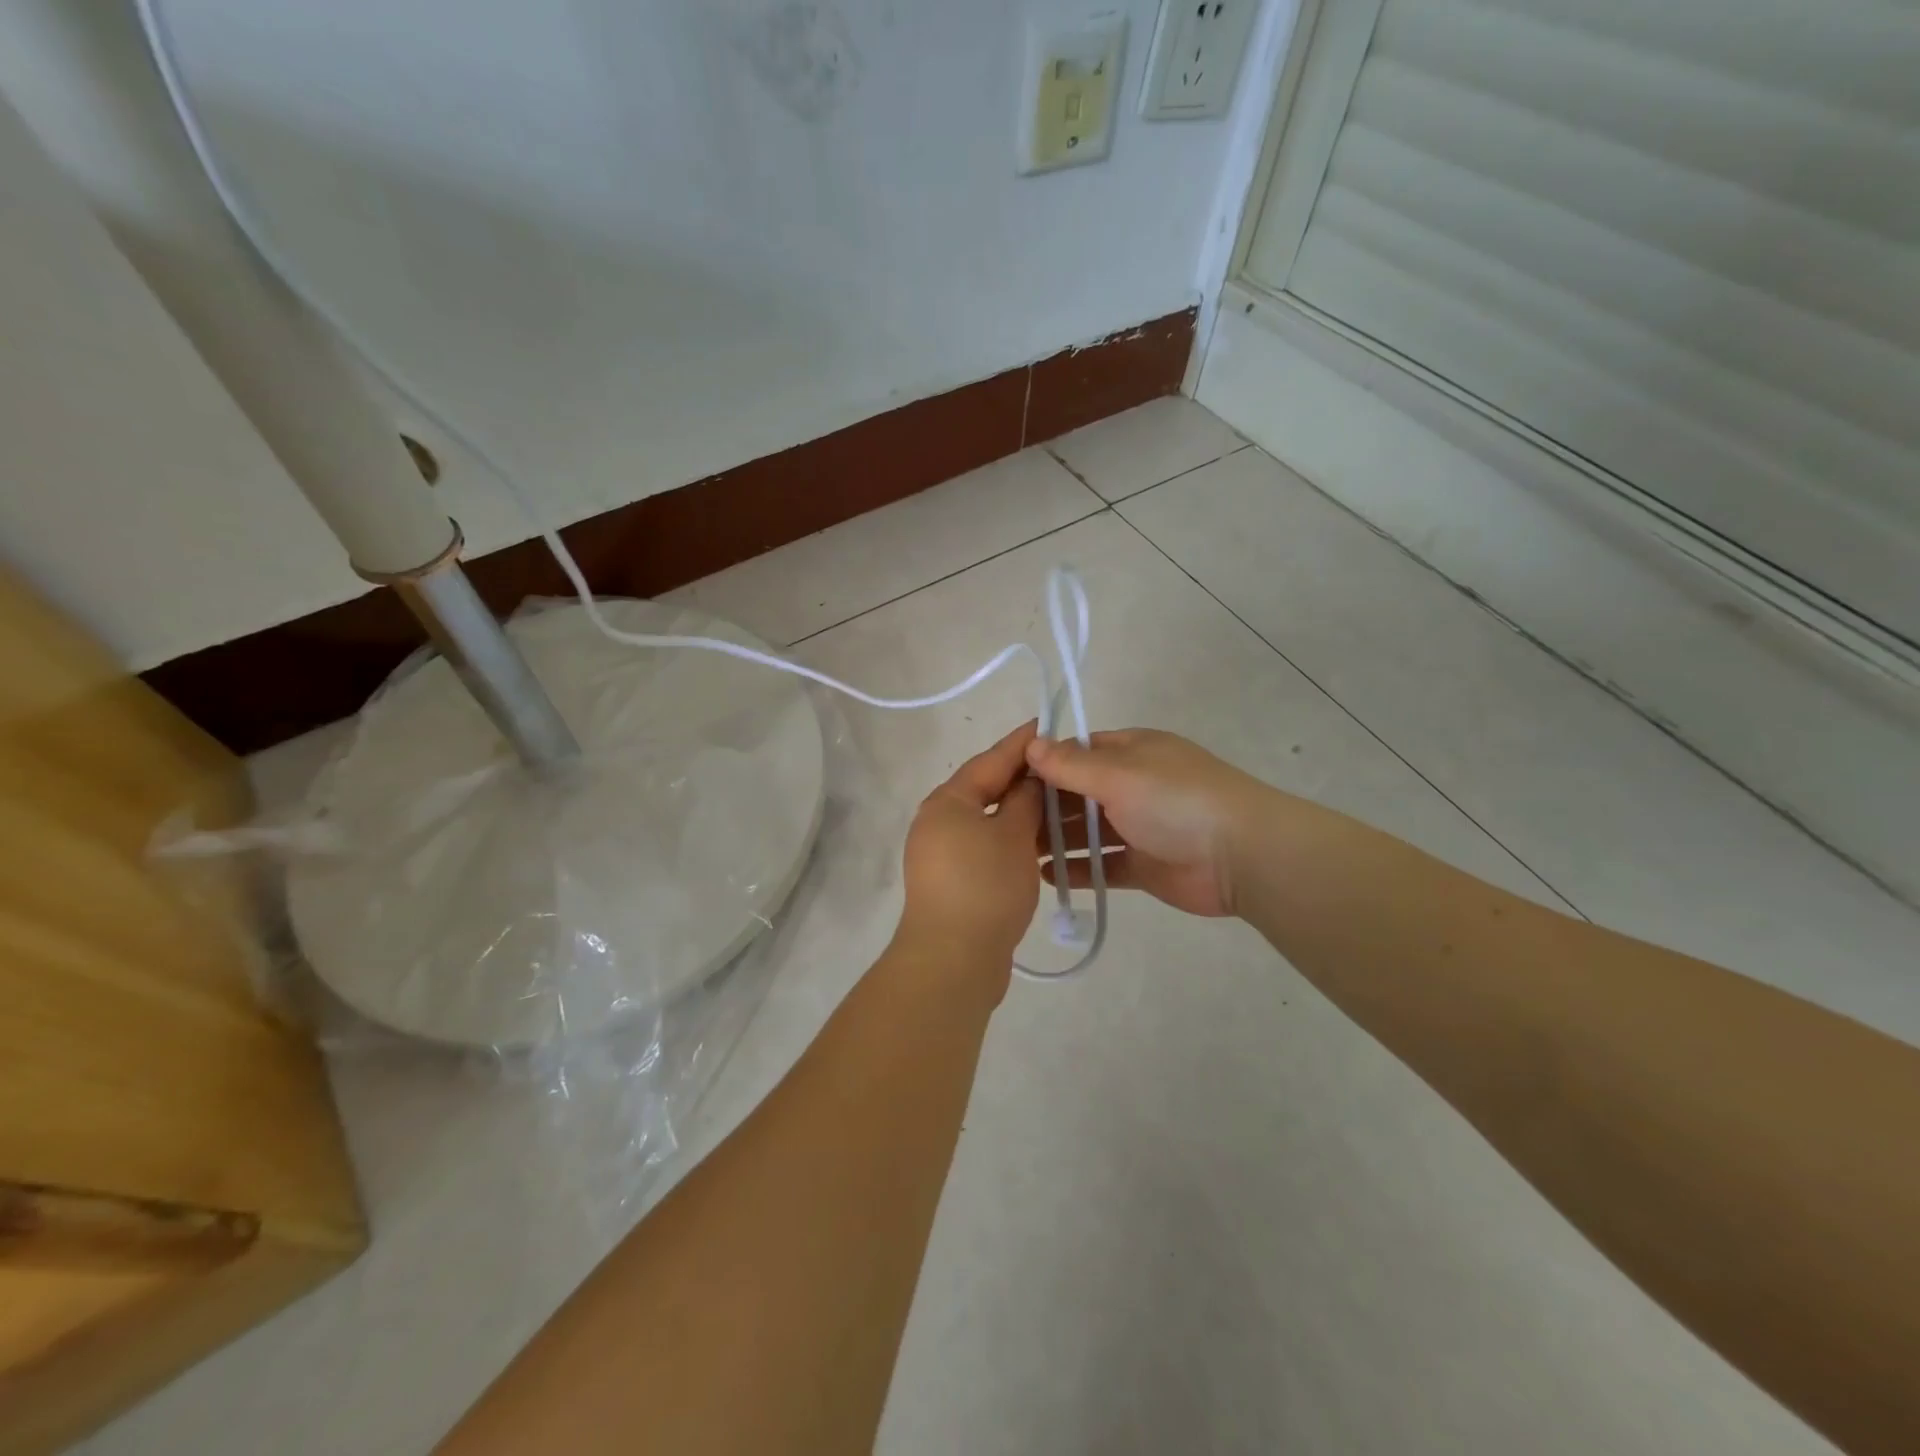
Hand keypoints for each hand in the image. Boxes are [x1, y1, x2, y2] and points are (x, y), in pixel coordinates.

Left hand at [894, 721, 1044, 990]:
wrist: (953, 960)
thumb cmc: (985, 886)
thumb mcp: (1014, 835)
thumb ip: (1025, 800)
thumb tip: (1031, 779)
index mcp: (947, 801)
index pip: (989, 761)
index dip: (1020, 744)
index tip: (1045, 725)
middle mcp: (937, 821)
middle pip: (984, 789)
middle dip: (1021, 779)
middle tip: (1059, 767)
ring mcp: (940, 854)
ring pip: (985, 821)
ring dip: (1018, 812)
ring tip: (1055, 805)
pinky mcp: (950, 882)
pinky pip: (983, 847)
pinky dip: (1009, 840)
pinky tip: (1036, 845)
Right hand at [1026, 729, 1265, 917]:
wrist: (1242, 856)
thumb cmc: (1176, 800)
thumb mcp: (1118, 774)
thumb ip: (1071, 765)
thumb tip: (1030, 744)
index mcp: (1132, 752)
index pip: (1078, 752)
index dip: (1044, 763)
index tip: (1005, 780)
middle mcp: (1134, 785)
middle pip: (1079, 792)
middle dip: (1045, 806)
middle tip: (1003, 822)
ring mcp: (1140, 827)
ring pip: (1089, 831)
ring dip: (1057, 839)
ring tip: (1015, 852)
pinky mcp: (1145, 866)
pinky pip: (1103, 865)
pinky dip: (1077, 869)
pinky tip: (1045, 876)